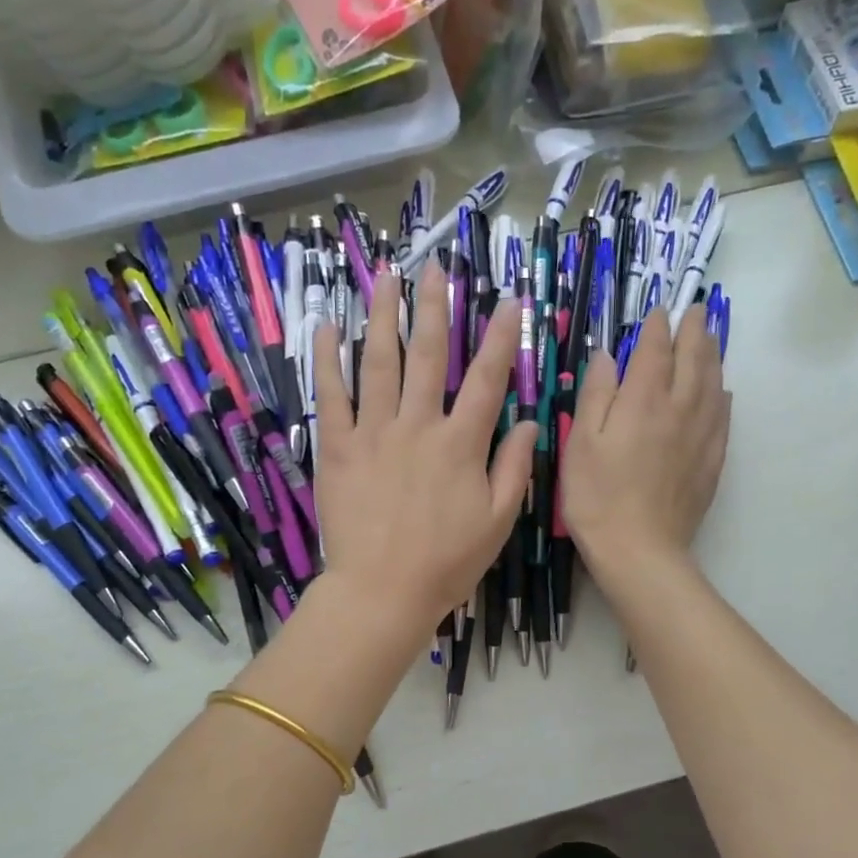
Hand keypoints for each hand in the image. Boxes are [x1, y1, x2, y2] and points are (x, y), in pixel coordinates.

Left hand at [314, 266, 535, 642]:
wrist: (382, 592)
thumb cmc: (446, 562)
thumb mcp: (498, 521)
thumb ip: (514, 468)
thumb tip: (530, 422)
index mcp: (461, 444)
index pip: (486, 379)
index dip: (500, 337)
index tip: (508, 300)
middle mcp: (418, 426)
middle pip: (428, 355)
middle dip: (435, 307)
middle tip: (435, 266)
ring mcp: (374, 433)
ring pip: (379, 363)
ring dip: (383, 316)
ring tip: (386, 277)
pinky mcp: (338, 449)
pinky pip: (331, 396)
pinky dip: (327, 360)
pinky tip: (326, 327)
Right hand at [561, 308, 729, 590]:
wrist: (640, 550)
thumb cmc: (597, 497)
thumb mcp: (581, 443)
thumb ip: (596, 394)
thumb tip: (607, 355)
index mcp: (643, 400)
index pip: (654, 351)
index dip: (656, 328)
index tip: (658, 311)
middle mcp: (679, 409)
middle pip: (693, 360)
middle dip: (693, 332)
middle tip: (695, 312)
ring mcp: (701, 435)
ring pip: (714, 384)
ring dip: (713, 356)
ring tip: (712, 338)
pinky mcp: (712, 461)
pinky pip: (723, 417)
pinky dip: (723, 396)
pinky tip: (723, 392)